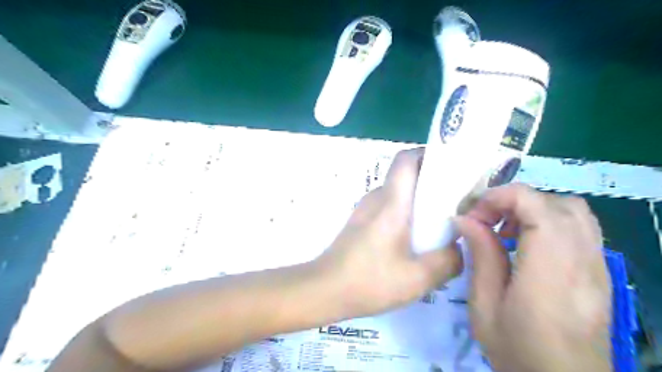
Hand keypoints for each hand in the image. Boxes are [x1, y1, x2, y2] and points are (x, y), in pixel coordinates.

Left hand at [318, 148, 461, 319]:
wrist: (325, 289)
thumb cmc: (369, 281)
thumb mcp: (418, 278)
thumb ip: (447, 261)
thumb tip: (457, 248)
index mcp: (391, 202)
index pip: (405, 159)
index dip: (428, 154)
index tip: (451, 167)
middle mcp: (377, 198)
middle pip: (406, 175)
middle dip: (432, 182)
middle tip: (456, 202)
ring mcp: (366, 209)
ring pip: (399, 193)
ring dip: (420, 201)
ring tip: (440, 224)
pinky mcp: (362, 221)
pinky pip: (389, 207)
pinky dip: (406, 214)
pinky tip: (415, 240)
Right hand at [459, 183, 612, 371]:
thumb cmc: (517, 349)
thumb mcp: (485, 305)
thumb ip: (480, 255)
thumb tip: (464, 219)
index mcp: (549, 269)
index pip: (534, 204)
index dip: (499, 198)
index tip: (473, 216)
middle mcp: (582, 260)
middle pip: (555, 202)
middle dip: (514, 202)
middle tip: (488, 221)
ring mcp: (598, 266)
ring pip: (573, 211)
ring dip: (534, 209)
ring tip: (508, 230)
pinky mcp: (600, 272)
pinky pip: (580, 228)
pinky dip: (550, 221)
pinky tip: (529, 244)